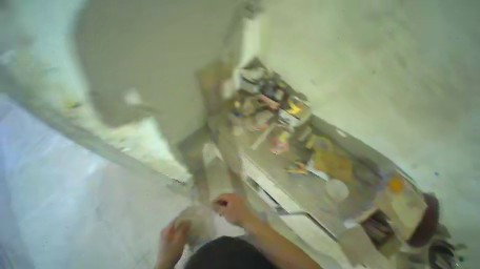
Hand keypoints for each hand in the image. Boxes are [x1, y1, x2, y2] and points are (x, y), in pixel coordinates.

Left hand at [155, 220, 189, 268]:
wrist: (165, 265)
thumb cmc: (172, 251)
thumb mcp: (179, 239)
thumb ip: (183, 228)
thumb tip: (188, 220)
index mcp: (167, 229)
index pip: (177, 219)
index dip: (184, 217)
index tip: (192, 217)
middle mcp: (165, 231)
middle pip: (176, 223)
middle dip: (184, 223)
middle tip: (192, 223)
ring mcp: (165, 236)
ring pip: (176, 229)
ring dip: (182, 228)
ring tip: (190, 229)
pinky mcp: (167, 241)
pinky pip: (175, 233)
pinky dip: (180, 233)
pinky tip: (185, 235)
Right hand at [211, 193, 260, 228]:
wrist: (249, 220)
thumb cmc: (236, 216)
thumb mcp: (225, 212)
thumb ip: (217, 208)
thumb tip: (211, 204)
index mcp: (231, 196)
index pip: (221, 196)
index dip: (215, 200)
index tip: (211, 206)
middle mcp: (235, 195)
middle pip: (225, 197)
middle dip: (220, 203)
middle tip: (216, 210)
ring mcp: (239, 198)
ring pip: (229, 200)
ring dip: (224, 205)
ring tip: (221, 212)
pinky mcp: (241, 202)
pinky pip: (233, 202)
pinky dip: (229, 206)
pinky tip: (228, 212)